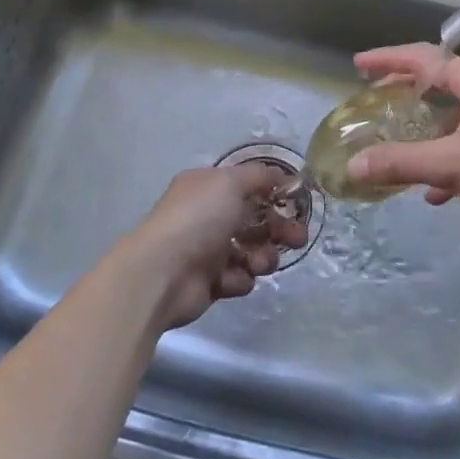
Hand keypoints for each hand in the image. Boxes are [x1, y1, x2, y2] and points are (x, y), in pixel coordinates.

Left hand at [115, 165, 307, 329]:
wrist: (162, 273)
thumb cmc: (198, 218)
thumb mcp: (231, 183)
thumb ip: (260, 176)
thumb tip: (283, 176)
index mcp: (208, 188)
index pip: (248, 186)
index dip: (274, 194)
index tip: (297, 203)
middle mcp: (207, 215)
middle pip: (255, 220)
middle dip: (280, 229)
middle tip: (297, 238)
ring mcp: (207, 250)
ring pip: (252, 251)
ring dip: (263, 256)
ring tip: (259, 263)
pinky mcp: (210, 282)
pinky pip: (238, 278)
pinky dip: (240, 278)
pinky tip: (231, 278)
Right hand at [346, 44, 459, 227]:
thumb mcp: (452, 163)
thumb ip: (401, 163)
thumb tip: (354, 165)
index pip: (421, 57)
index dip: (387, 60)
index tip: (359, 64)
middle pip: (438, 79)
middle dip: (405, 89)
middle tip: (374, 96)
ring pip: (454, 110)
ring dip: (425, 123)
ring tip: (397, 136)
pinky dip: (448, 151)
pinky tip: (434, 188)